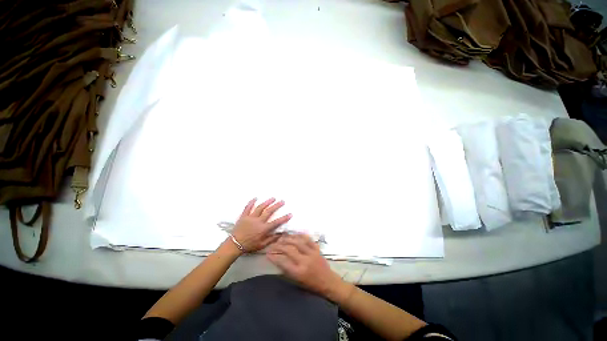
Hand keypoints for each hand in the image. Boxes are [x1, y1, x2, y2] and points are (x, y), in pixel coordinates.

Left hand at [231, 198, 291, 252]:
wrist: (235, 245)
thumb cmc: (249, 245)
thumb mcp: (262, 245)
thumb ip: (272, 239)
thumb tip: (281, 234)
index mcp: (263, 229)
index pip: (276, 222)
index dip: (284, 218)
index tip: (290, 214)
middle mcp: (258, 221)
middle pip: (269, 211)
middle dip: (277, 206)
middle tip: (282, 201)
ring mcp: (250, 217)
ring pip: (260, 207)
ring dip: (267, 202)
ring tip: (273, 198)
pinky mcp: (244, 216)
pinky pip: (248, 207)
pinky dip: (251, 202)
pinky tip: (255, 198)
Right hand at [267, 234, 351, 301]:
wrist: (328, 282)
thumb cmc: (311, 284)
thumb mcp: (297, 281)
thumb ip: (287, 270)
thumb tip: (277, 259)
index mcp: (299, 272)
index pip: (283, 262)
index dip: (274, 257)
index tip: (268, 253)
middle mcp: (304, 261)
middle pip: (289, 250)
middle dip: (279, 245)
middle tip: (274, 244)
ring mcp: (312, 253)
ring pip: (298, 242)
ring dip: (288, 238)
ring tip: (282, 237)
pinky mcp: (317, 249)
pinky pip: (308, 239)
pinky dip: (300, 235)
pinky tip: (295, 234)